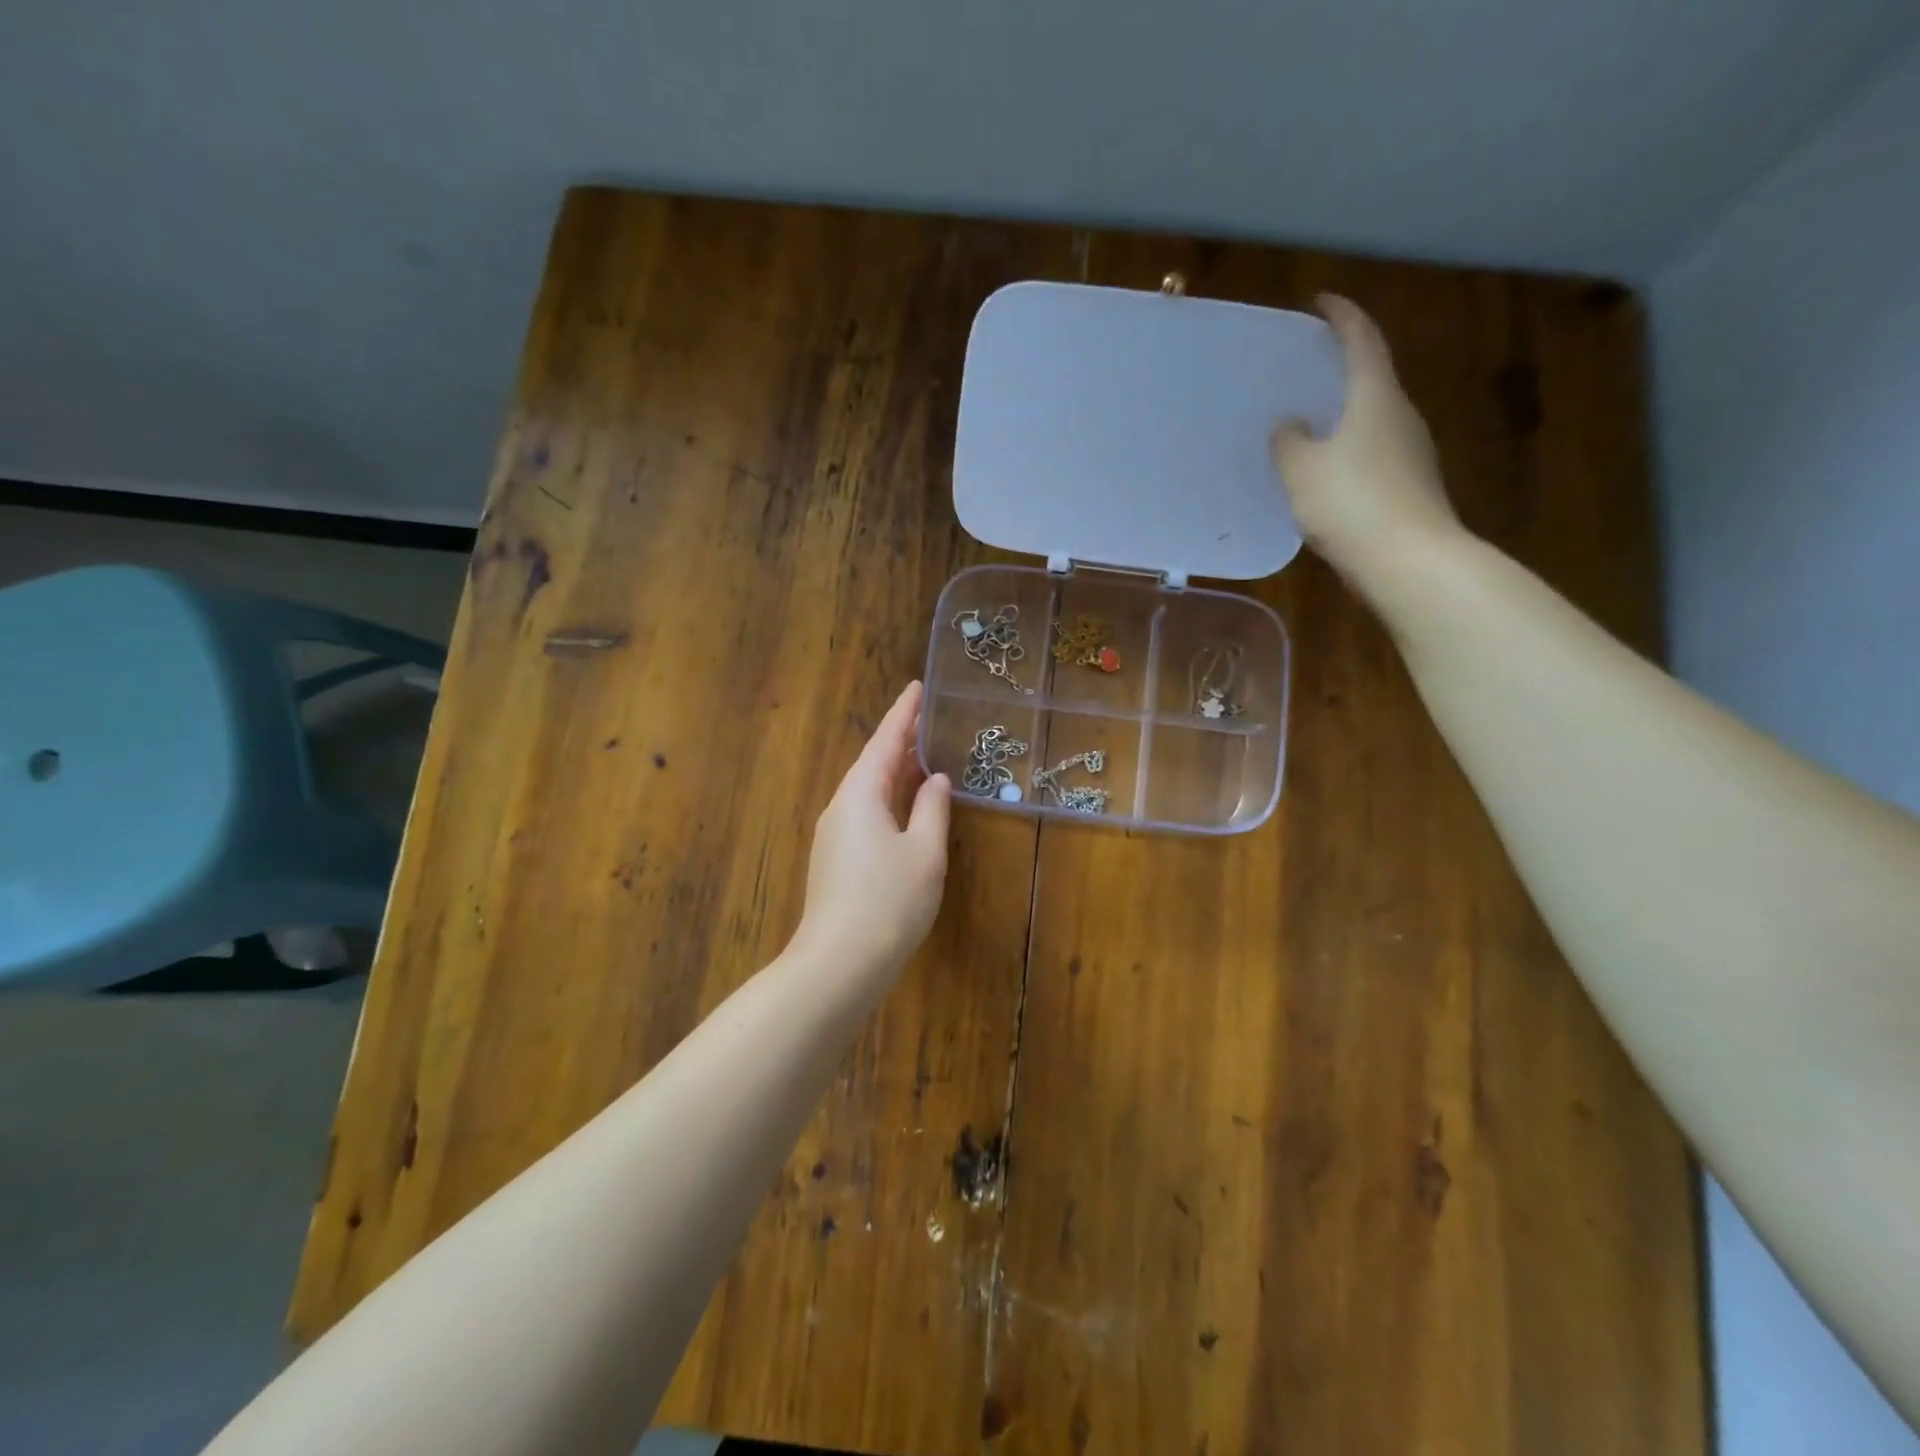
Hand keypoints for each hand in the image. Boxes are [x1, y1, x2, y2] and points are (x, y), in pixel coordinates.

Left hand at [793, 681, 951, 977]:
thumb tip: (935, 780)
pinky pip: (865, 813)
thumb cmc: (889, 901)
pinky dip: (888, 798)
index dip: (904, 713)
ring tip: (922, 755)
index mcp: (861, 794)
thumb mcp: (924, 852)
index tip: (918, 687)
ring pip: (867, 790)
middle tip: (928, 719)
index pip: (884, 741)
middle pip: (872, 763)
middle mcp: (841, 807)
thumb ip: (932, 809)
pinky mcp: (835, 859)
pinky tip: (905, 806)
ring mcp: (834, 835)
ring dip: (894, 771)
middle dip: (900, 741)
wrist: (840, 963)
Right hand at [1272, 295, 1463, 588]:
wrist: (1408, 559)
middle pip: (1371, 377)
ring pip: (1372, 418)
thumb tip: (1289, 425)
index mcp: (1376, 397)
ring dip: (1343, 414)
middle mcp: (1400, 415)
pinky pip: (1373, 453)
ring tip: (1308, 422)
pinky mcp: (1409, 484)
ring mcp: (1410, 451)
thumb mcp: (1302, 470)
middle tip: (1306, 369)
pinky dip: (1348, 449)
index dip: (1342, 317)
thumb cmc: (1351, 502)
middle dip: (1341, 368)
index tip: (1321, 303)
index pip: (1362, 340)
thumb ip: (1289, 441)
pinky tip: (1325, 471)